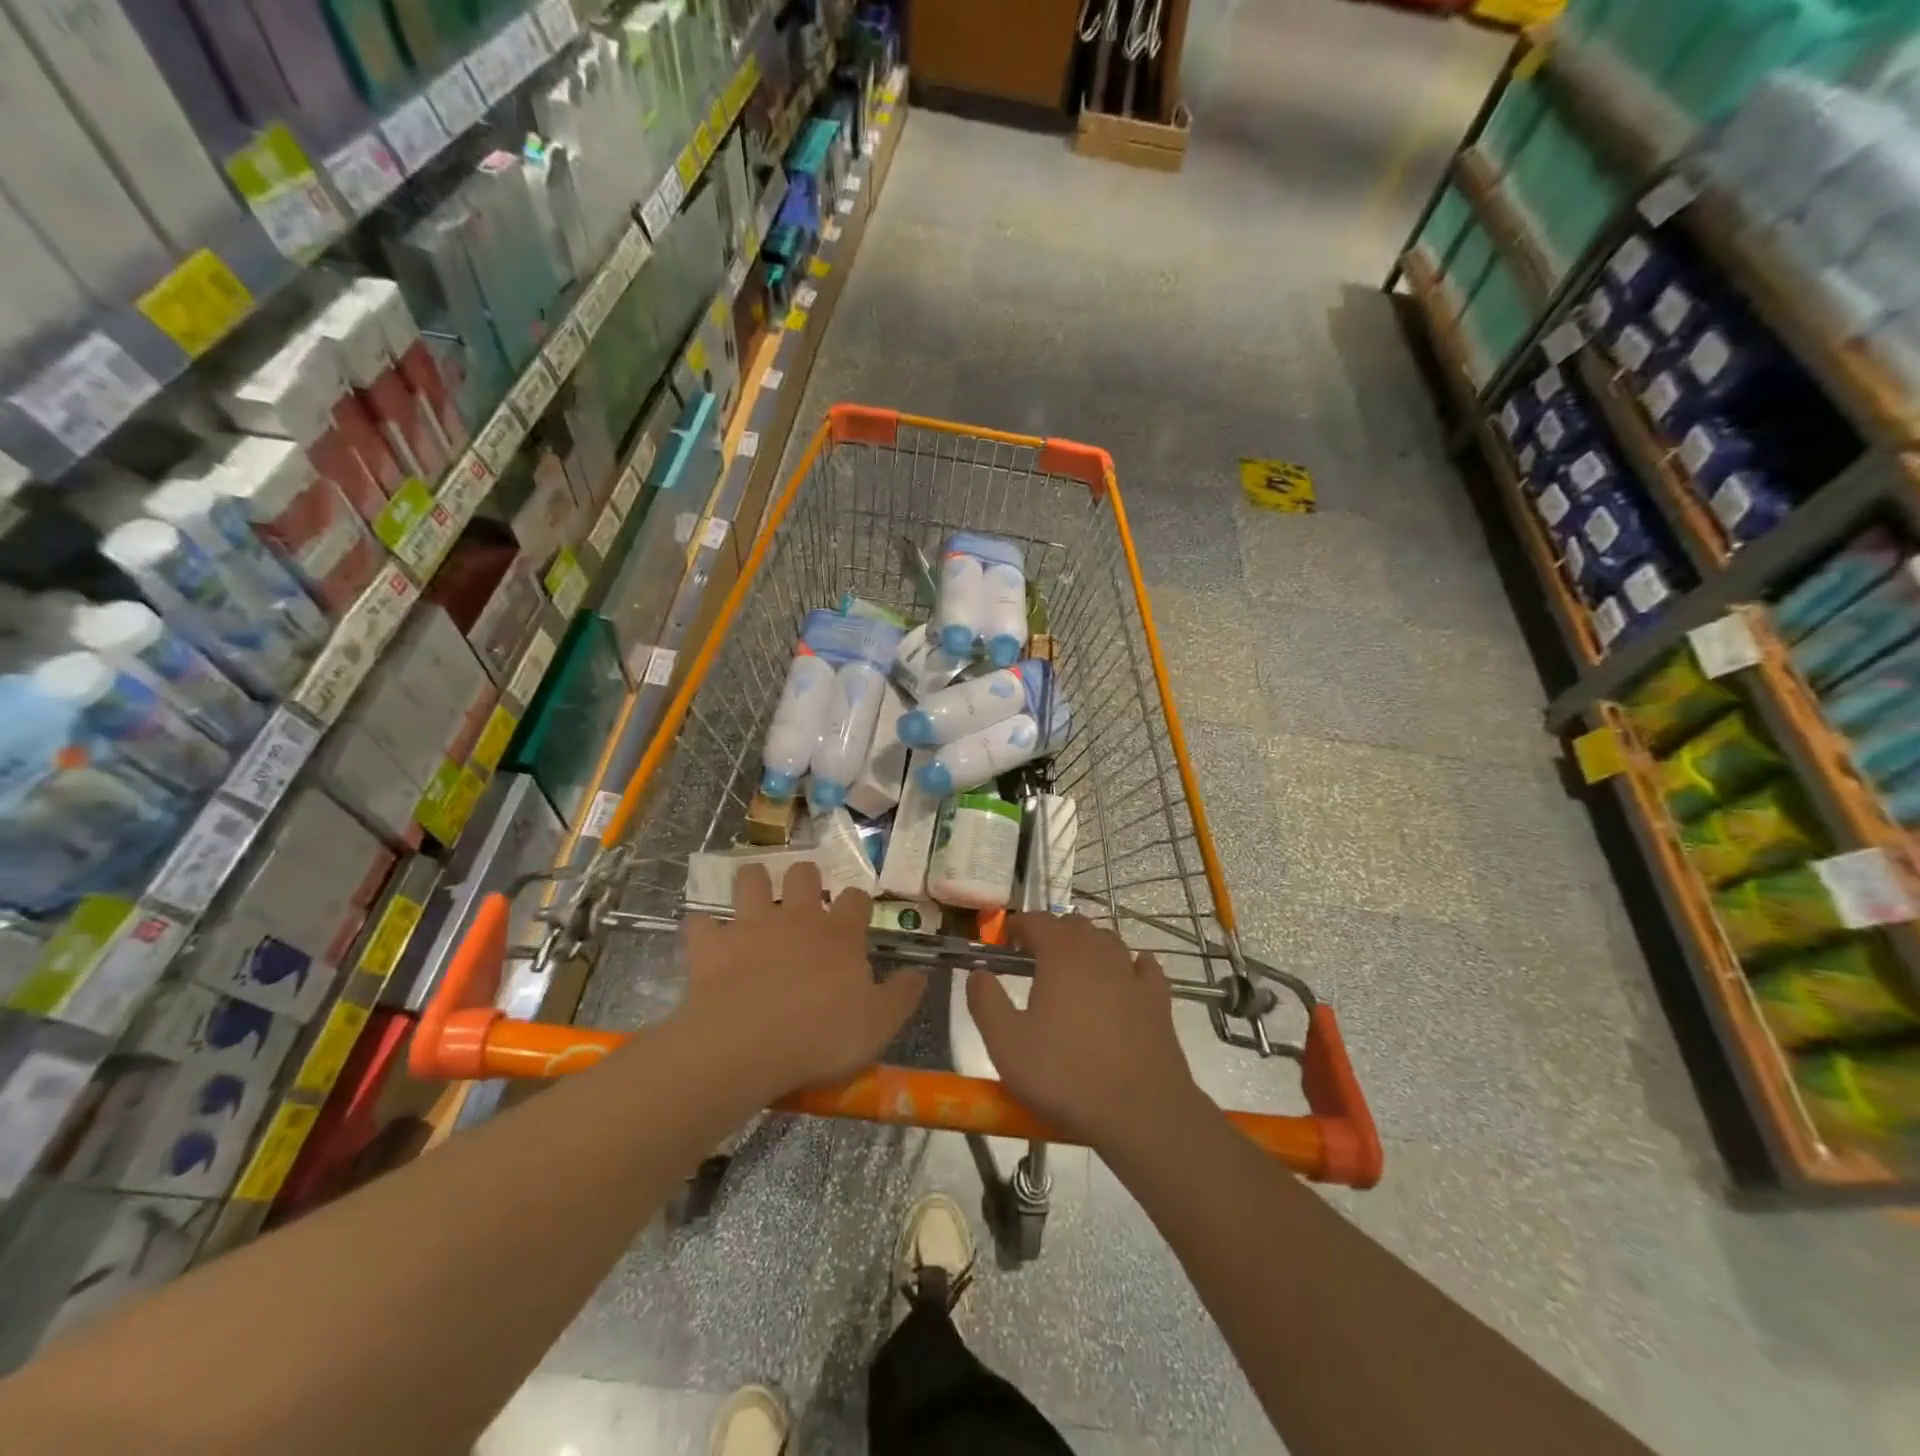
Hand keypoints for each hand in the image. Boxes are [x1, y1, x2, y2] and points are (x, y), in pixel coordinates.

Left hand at [682, 862, 924, 1097]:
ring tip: (754, 897)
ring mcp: (751, 925)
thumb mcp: (879, 1025)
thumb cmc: (821, 1036)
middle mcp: (797, 918)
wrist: (747, 1045)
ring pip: (751, 880)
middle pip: (804, 874)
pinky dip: (704, 928)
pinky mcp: (711, 944)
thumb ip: (902, 996)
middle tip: (804, 898)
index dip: (856, 903)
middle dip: (805, 878)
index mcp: (839, 934)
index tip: (855, 916)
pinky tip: (706, 938)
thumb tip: (919, 973)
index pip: (855, 899)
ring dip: (753, 882)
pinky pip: (701, 923)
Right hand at [966, 912, 1207, 1154]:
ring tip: (1073, 970)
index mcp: (1061, 955)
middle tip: (1033, 957)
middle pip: (1074, 924)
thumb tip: (977, 973)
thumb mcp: (1006, 1044)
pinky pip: (1143, 967)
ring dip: (1087, 946)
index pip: (1038, 920)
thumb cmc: (1065, 1075)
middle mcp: (1099, 953)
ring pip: (1108, 941)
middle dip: (1052, 933)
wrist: (1141, 1112)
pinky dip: (1129, 965)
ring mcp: (1133, 974)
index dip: (1019, 925)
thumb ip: (985, 1002)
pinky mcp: (1158, 999)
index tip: (1006, 940)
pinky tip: (1125, 977)